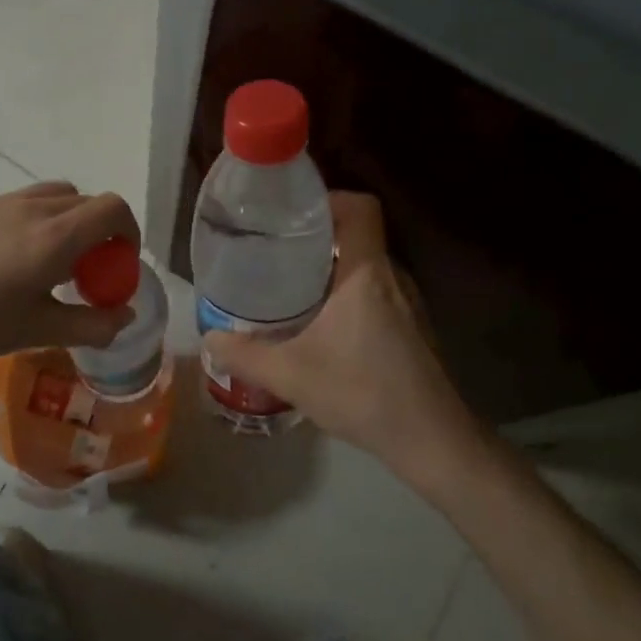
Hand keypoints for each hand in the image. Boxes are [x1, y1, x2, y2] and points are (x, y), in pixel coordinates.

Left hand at [0, 182, 140, 368]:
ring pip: (57, 196)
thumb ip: (91, 324)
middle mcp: (34, 208)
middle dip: (102, 232)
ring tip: (52, 263)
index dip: (129, 232)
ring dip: (71, 222)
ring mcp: (2, 202)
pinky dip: (41, 220)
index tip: (120, 265)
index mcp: (55, 237)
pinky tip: (13, 259)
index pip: (113, 209)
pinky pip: (26, 201)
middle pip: (88, 202)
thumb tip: (125, 314)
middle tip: (87, 274)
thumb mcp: (37, 331)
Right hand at [204, 193, 489, 487]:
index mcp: (366, 273)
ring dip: (331, 269)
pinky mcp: (411, 329)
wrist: (430, 440)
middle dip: (317, 237)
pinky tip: (319, 325)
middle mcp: (391, 278)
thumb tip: (210, 338)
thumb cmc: (362, 392)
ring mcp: (406, 304)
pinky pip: (374, 293)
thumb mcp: (291, 374)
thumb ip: (245, 355)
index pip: (360, 207)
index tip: (291, 215)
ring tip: (289, 285)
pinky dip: (345, 295)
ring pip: (365, 267)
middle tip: (276, 251)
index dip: (328, 200)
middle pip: (358, 235)